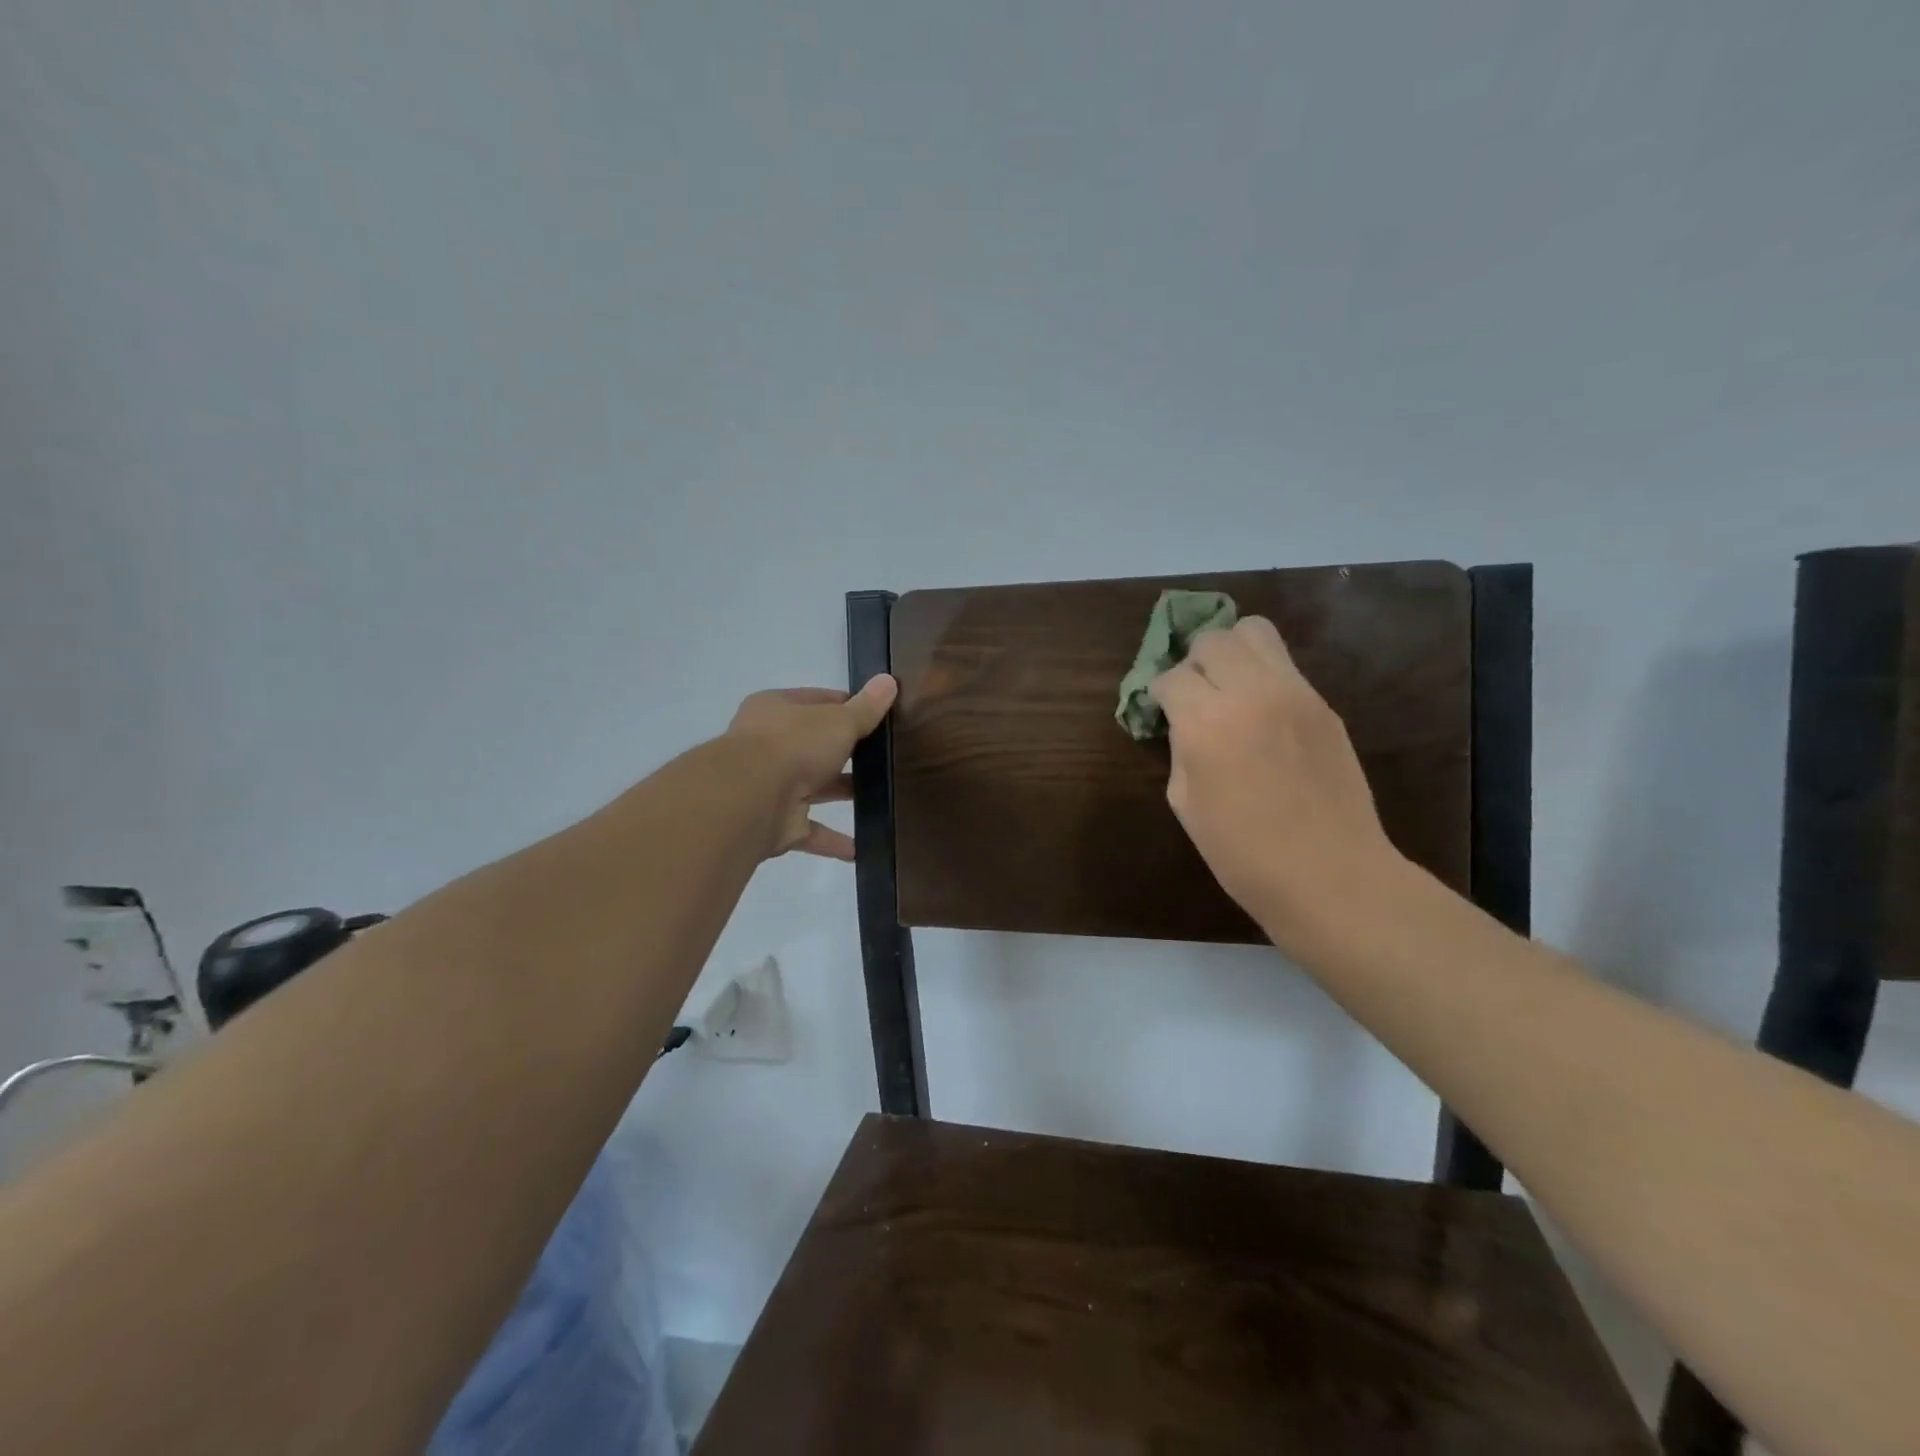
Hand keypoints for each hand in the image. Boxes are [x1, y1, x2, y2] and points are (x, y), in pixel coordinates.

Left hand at [725, 675, 897, 859]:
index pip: (816, 701)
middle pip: (814, 745)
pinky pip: (811, 831)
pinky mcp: (776, 824)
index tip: (876, 715)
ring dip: (841, 792)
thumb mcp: (838, 720)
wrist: (749, 799)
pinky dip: (833, 840)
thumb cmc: (793, 745)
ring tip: (881, 796)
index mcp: (776, 710)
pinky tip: (862, 849)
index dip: (846, 706)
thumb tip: (889, 680)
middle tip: (883, 756)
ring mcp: (771, 786)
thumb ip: (865, 708)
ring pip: (813, 788)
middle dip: (845, 752)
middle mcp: (769, 746)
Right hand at [1149, 617, 1399, 951]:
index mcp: (1205, 723)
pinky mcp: (1323, 704)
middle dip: (1194, 662)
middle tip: (1195, 695)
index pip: (1171, 677)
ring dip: (1232, 651)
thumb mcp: (1185, 802)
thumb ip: (1181, 749)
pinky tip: (1263, 711)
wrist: (1329, 874)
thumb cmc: (1242, 853)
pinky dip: (1264, 674)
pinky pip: (1285, 665)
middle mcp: (1249, 693)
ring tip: (1229, 685)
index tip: (1162, 712)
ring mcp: (1293, 693)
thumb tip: (1185, 723)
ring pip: (1254, 631)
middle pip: (1212, 639)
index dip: (1160, 694)